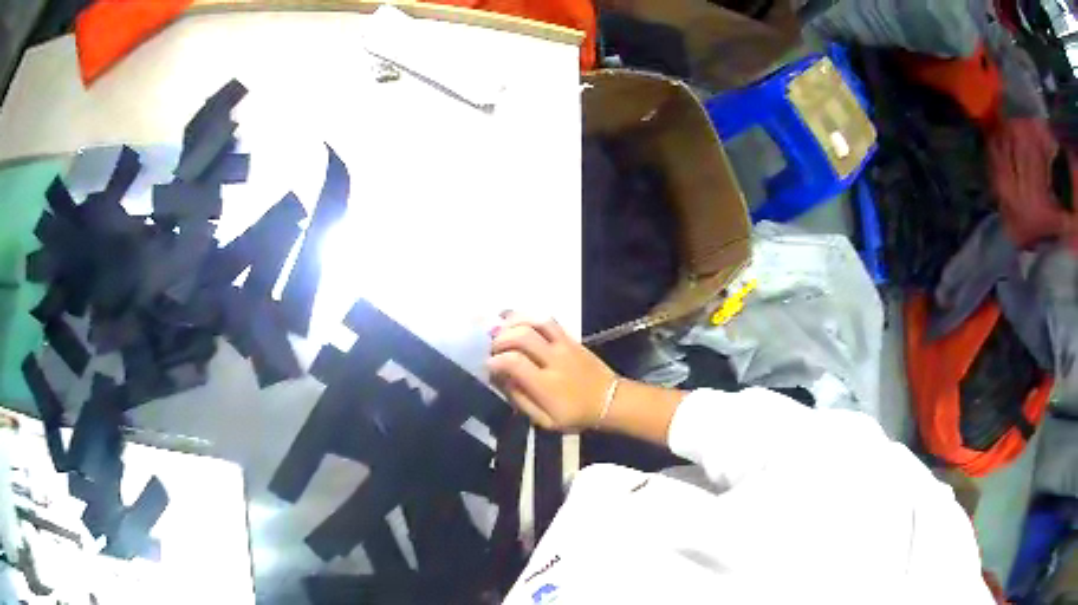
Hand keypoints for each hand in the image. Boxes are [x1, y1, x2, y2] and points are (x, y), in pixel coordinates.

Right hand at [487, 312, 616, 431]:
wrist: (610, 400)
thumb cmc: (575, 415)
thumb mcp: (545, 421)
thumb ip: (521, 400)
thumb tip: (501, 379)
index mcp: (547, 386)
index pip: (515, 363)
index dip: (496, 361)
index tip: (488, 365)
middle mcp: (555, 360)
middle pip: (523, 337)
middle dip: (500, 339)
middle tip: (492, 348)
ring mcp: (564, 346)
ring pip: (536, 322)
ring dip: (513, 321)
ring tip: (499, 328)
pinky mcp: (570, 338)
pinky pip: (548, 320)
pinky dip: (528, 316)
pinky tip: (513, 319)